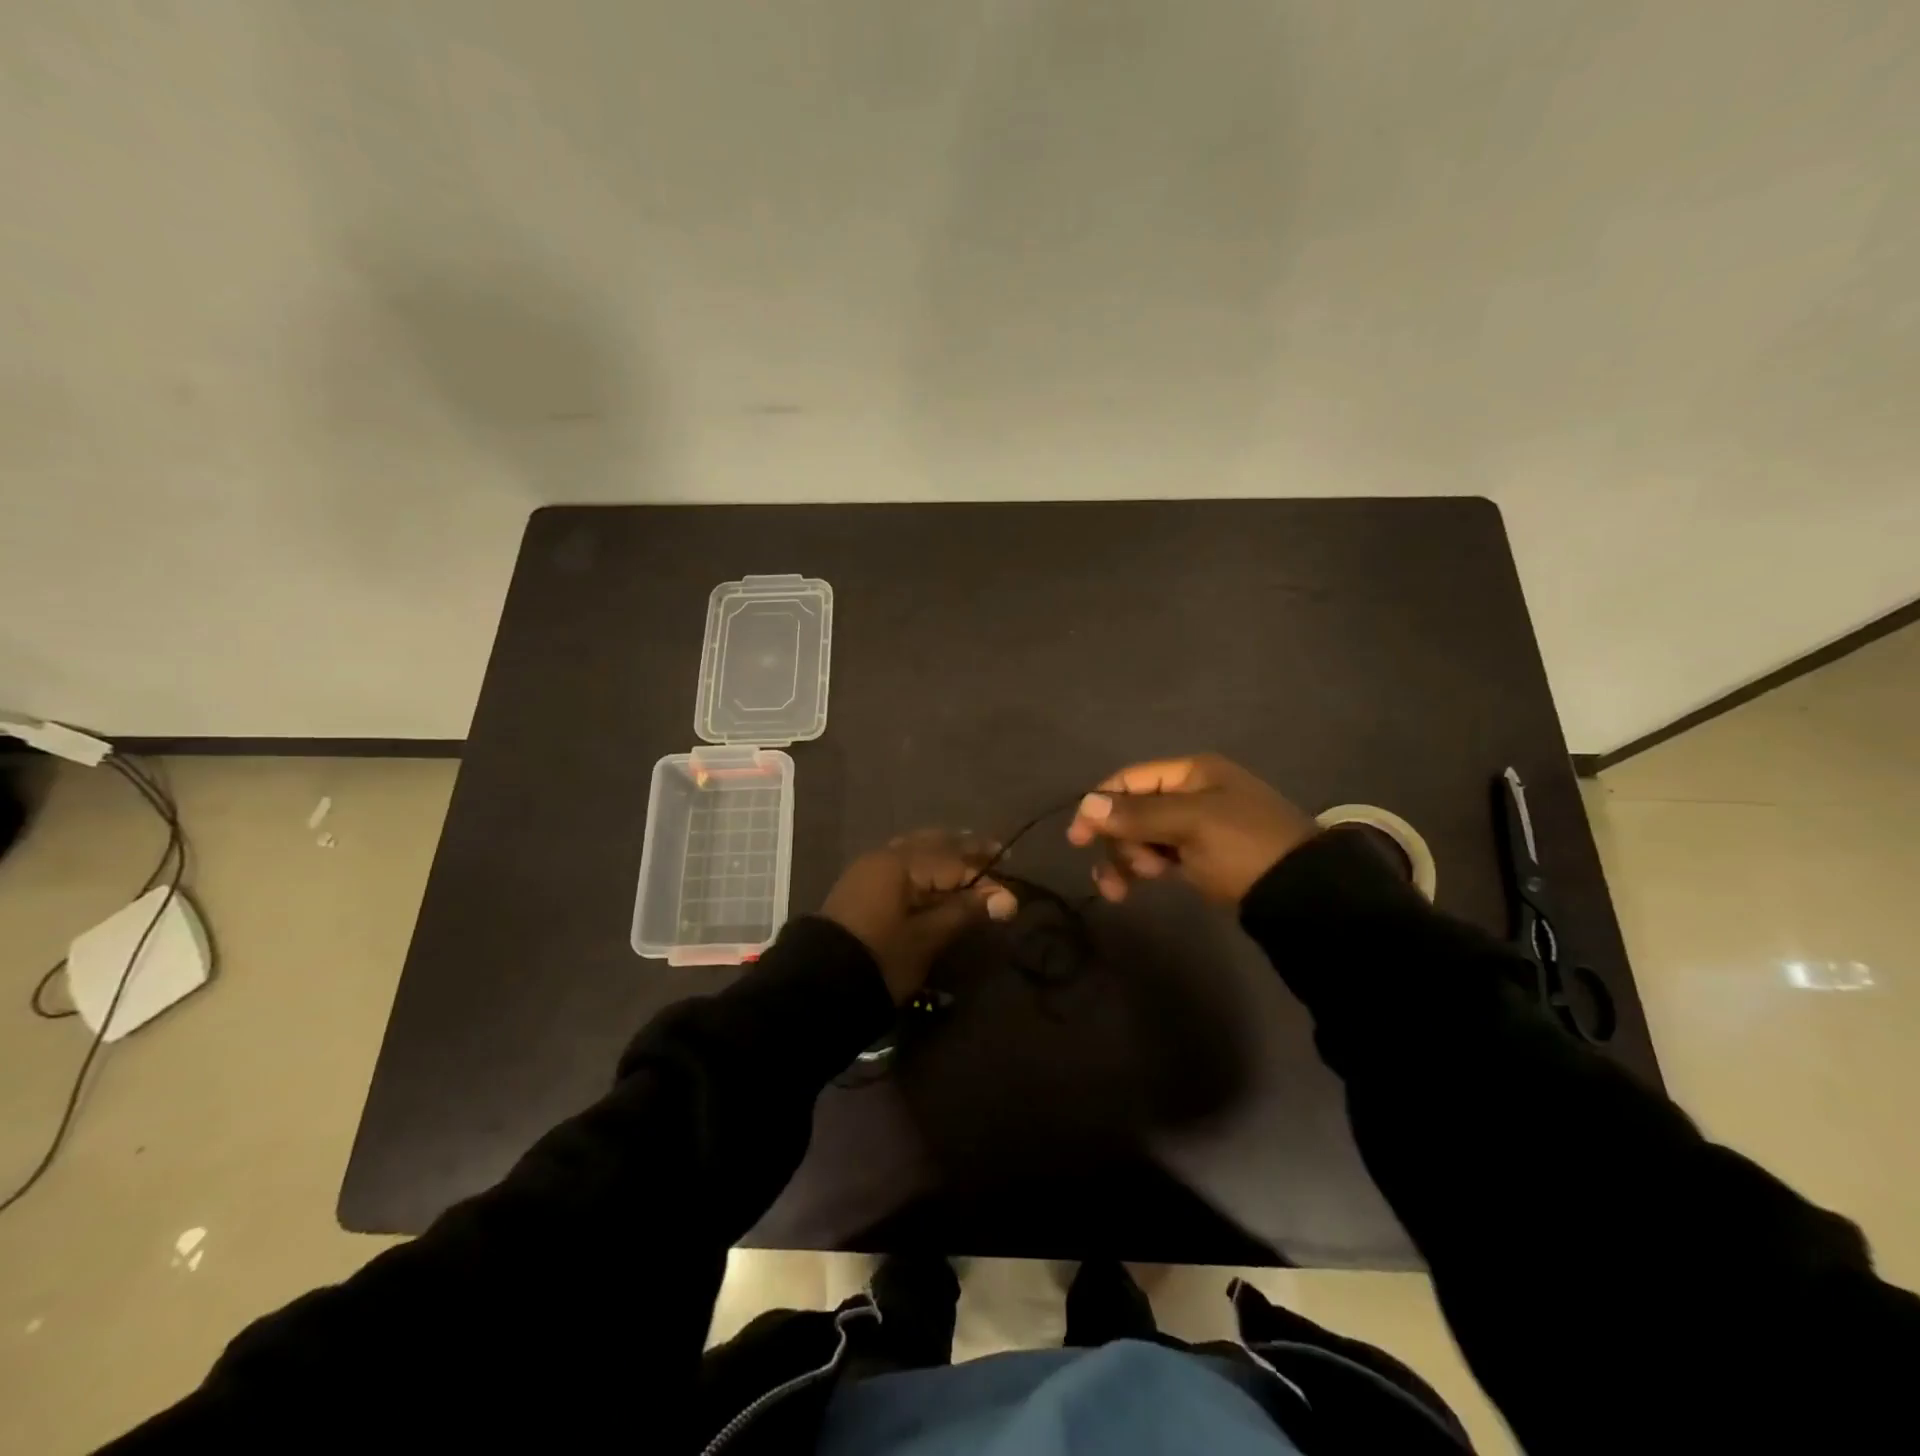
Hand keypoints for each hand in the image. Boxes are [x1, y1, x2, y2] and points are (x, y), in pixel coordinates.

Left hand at [821, 831, 1018, 1003]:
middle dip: (965, 850)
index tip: (1011, 882)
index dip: (985, 874)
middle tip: (996, 854)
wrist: (820, 984)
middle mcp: (884, 855)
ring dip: (945, 854)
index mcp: (901, 863)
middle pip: (934, 844)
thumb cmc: (882, 958)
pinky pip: (902, 863)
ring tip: (971, 862)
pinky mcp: (862, 884)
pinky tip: (938, 876)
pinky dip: (925, 866)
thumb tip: (1007, 898)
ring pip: (916, 850)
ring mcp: (870, 868)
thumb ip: (965, 911)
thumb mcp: (928, 937)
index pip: (954, 860)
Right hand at [1065, 753, 1317, 905]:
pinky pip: (1158, 855)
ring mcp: (1197, 825)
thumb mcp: (1190, 824)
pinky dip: (1142, 868)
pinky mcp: (1201, 855)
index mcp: (1191, 772)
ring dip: (1127, 859)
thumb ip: (1137, 815)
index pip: (1129, 779)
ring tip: (1122, 890)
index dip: (1099, 805)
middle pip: (1132, 810)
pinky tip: (1131, 889)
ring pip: (1142, 836)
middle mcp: (1191, 792)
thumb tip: (1085, 805)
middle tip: (1125, 871)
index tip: (1077, 839)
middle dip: (1119, 840)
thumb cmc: (1244, 846)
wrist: (1303, 893)